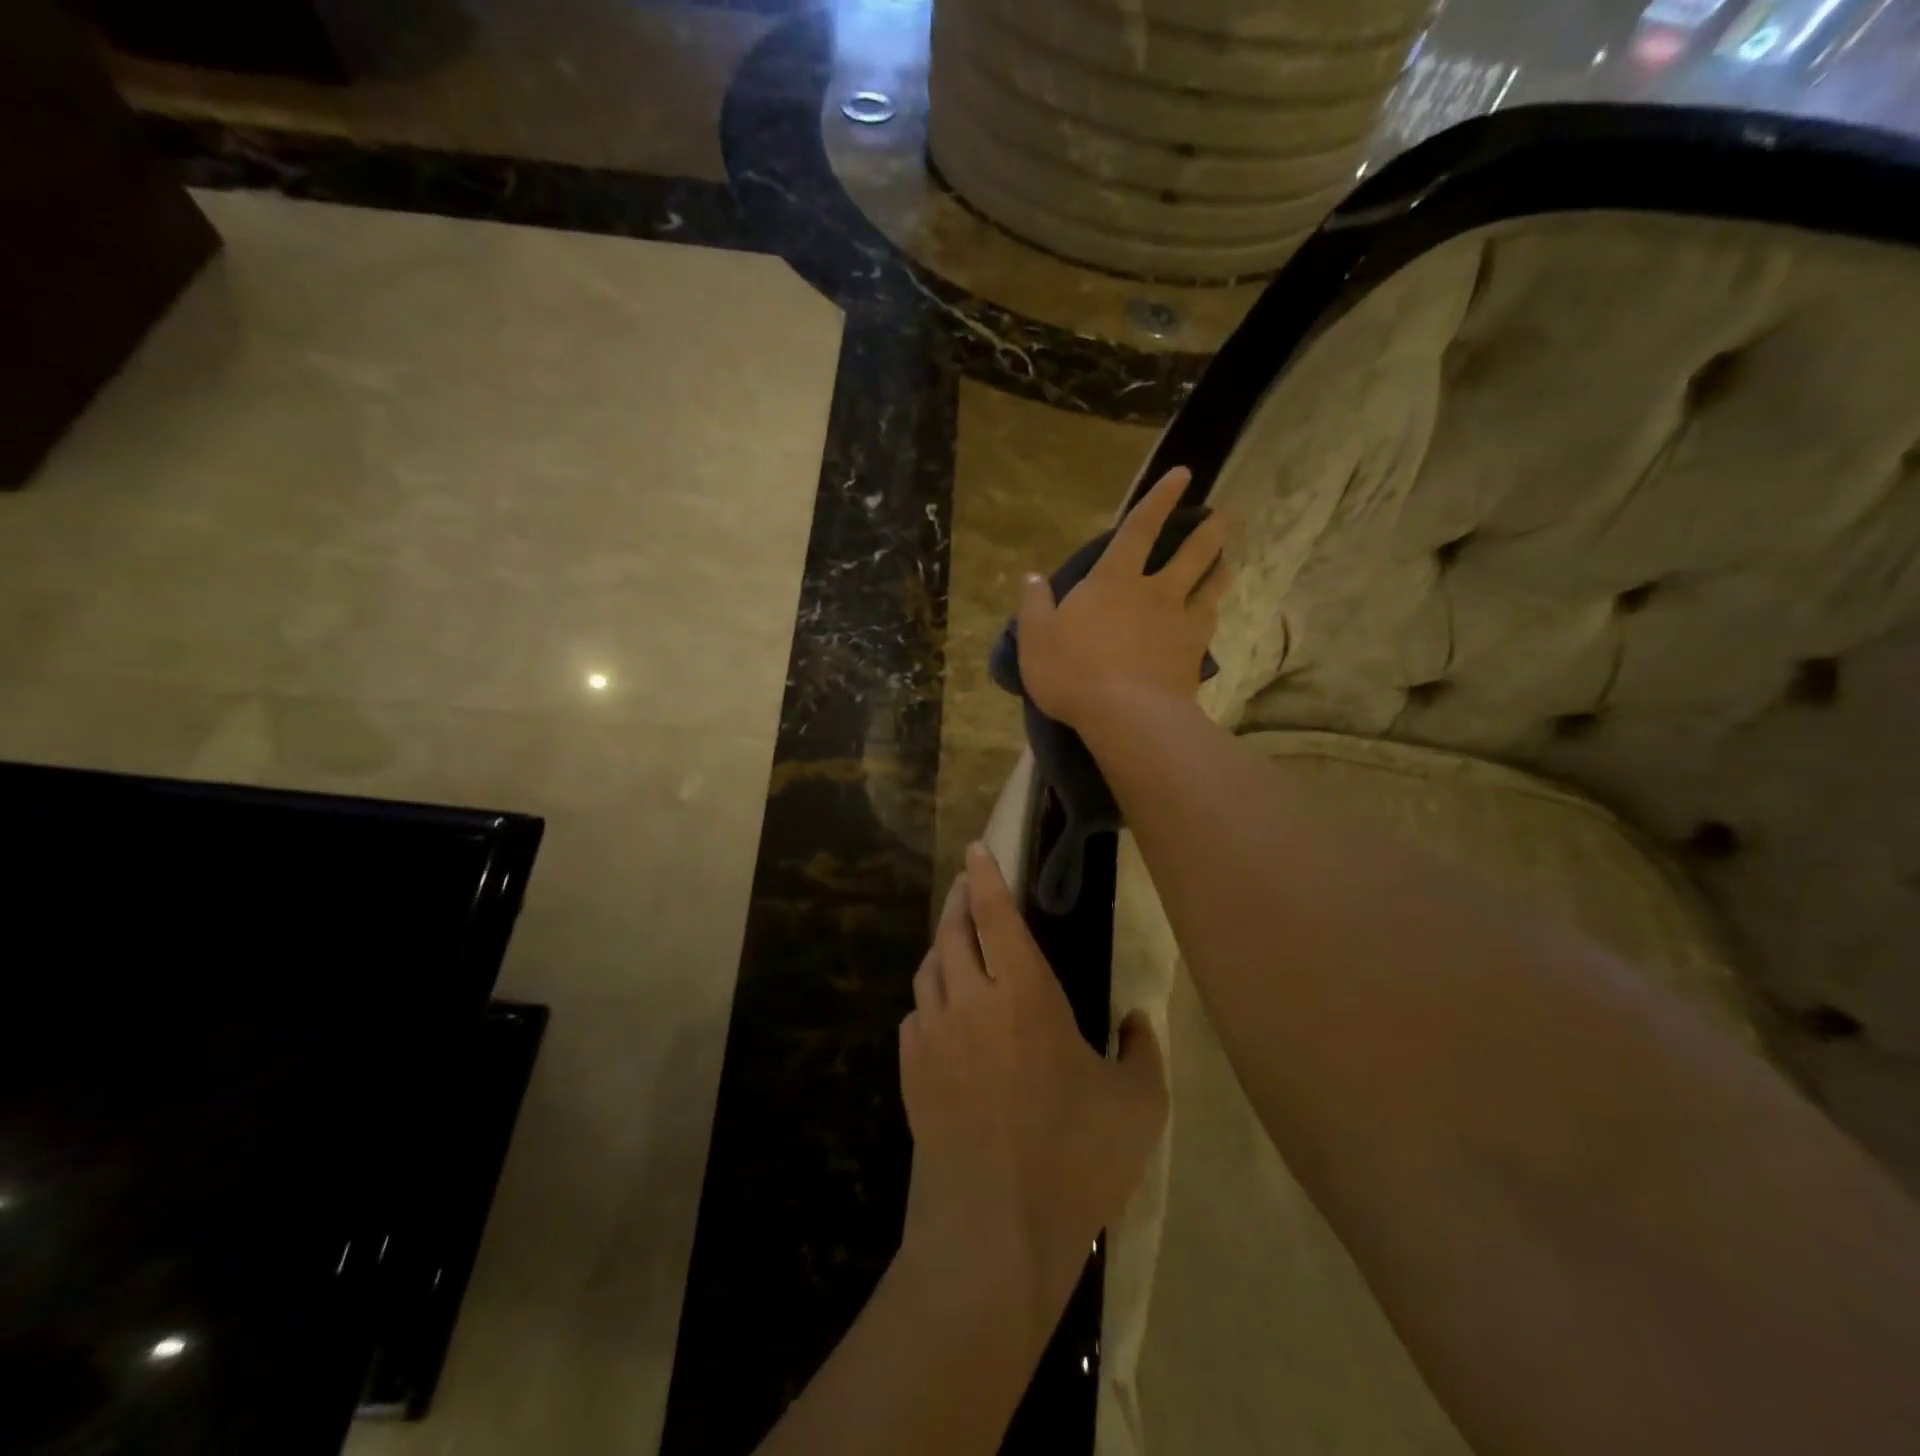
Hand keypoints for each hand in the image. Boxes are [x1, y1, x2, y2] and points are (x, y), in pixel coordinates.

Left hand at [898, 843, 1166, 1347]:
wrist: (991, 1233)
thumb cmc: (1073, 1162)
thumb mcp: (1137, 1107)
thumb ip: (1141, 1050)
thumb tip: (1134, 1019)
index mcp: (1024, 996)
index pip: (996, 915)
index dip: (985, 876)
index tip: (977, 848)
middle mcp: (970, 1001)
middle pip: (951, 930)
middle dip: (957, 899)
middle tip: (966, 885)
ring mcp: (932, 1036)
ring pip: (928, 969)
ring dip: (942, 947)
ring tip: (956, 944)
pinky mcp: (911, 1072)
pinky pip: (916, 1016)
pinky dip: (930, 1000)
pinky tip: (943, 1014)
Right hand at [1016, 465, 1227, 732]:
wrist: (1126, 717)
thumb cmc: (1073, 672)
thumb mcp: (1036, 638)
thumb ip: (1034, 606)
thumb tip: (1032, 578)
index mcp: (1114, 581)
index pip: (1140, 529)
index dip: (1161, 499)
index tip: (1184, 475)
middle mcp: (1155, 593)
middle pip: (1192, 553)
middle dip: (1212, 530)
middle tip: (1230, 513)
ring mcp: (1180, 624)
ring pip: (1210, 587)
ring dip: (1221, 569)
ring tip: (1228, 560)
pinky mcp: (1194, 656)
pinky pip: (1209, 626)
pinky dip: (1213, 614)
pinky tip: (1215, 615)